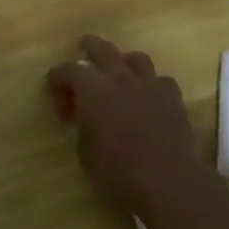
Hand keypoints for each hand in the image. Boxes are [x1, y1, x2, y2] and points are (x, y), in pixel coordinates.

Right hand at [47, 35, 200, 212]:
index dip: (57, 79)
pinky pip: (162, 81)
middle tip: (82, 52)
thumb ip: (82, 124)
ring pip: (136, 58)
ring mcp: (150, 87)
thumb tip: (85, 118)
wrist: (167, 181)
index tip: (55, 95)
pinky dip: (153, 86)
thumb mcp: (84, 149)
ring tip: (120, 74)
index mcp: (91, 89)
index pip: (67, 70)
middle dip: (89, 47)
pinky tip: (149, 99)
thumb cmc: (116, 170)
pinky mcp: (174, 101)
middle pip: (102, 48)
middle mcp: (119, 78)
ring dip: (124, 63)